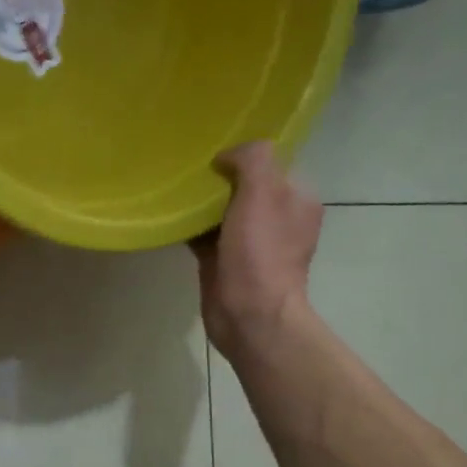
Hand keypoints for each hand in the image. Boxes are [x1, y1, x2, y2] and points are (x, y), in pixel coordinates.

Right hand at [194, 143, 322, 363]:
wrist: (249, 314)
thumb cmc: (260, 252)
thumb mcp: (263, 192)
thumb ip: (252, 160)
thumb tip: (227, 155)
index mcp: (296, 198)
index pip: (272, 163)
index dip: (245, 155)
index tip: (214, 152)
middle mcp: (277, 218)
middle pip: (244, 186)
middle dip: (219, 178)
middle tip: (189, 169)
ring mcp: (250, 242)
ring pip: (222, 211)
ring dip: (201, 203)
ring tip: (174, 191)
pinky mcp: (224, 262)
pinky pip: (205, 235)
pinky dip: (190, 227)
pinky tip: (170, 219)